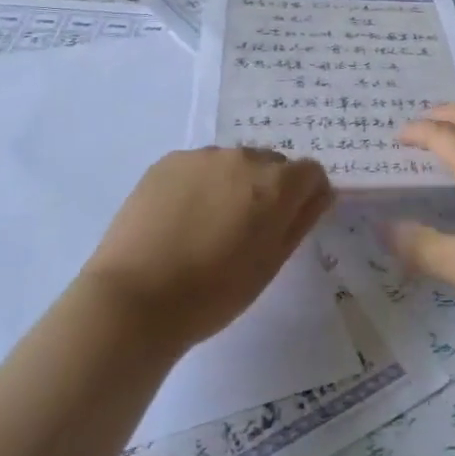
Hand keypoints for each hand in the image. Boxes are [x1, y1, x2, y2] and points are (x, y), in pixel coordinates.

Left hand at [86, 148, 333, 351]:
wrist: (134, 299)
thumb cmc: (213, 293)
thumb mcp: (270, 264)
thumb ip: (300, 221)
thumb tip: (320, 194)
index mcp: (276, 184)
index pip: (311, 173)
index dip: (306, 197)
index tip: (289, 224)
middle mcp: (244, 158)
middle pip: (272, 164)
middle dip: (269, 189)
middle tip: (246, 230)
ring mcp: (203, 156)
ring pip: (233, 164)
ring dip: (233, 185)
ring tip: (207, 227)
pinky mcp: (168, 161)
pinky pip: (199, 166)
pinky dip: (199, 185)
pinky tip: (179, 220)